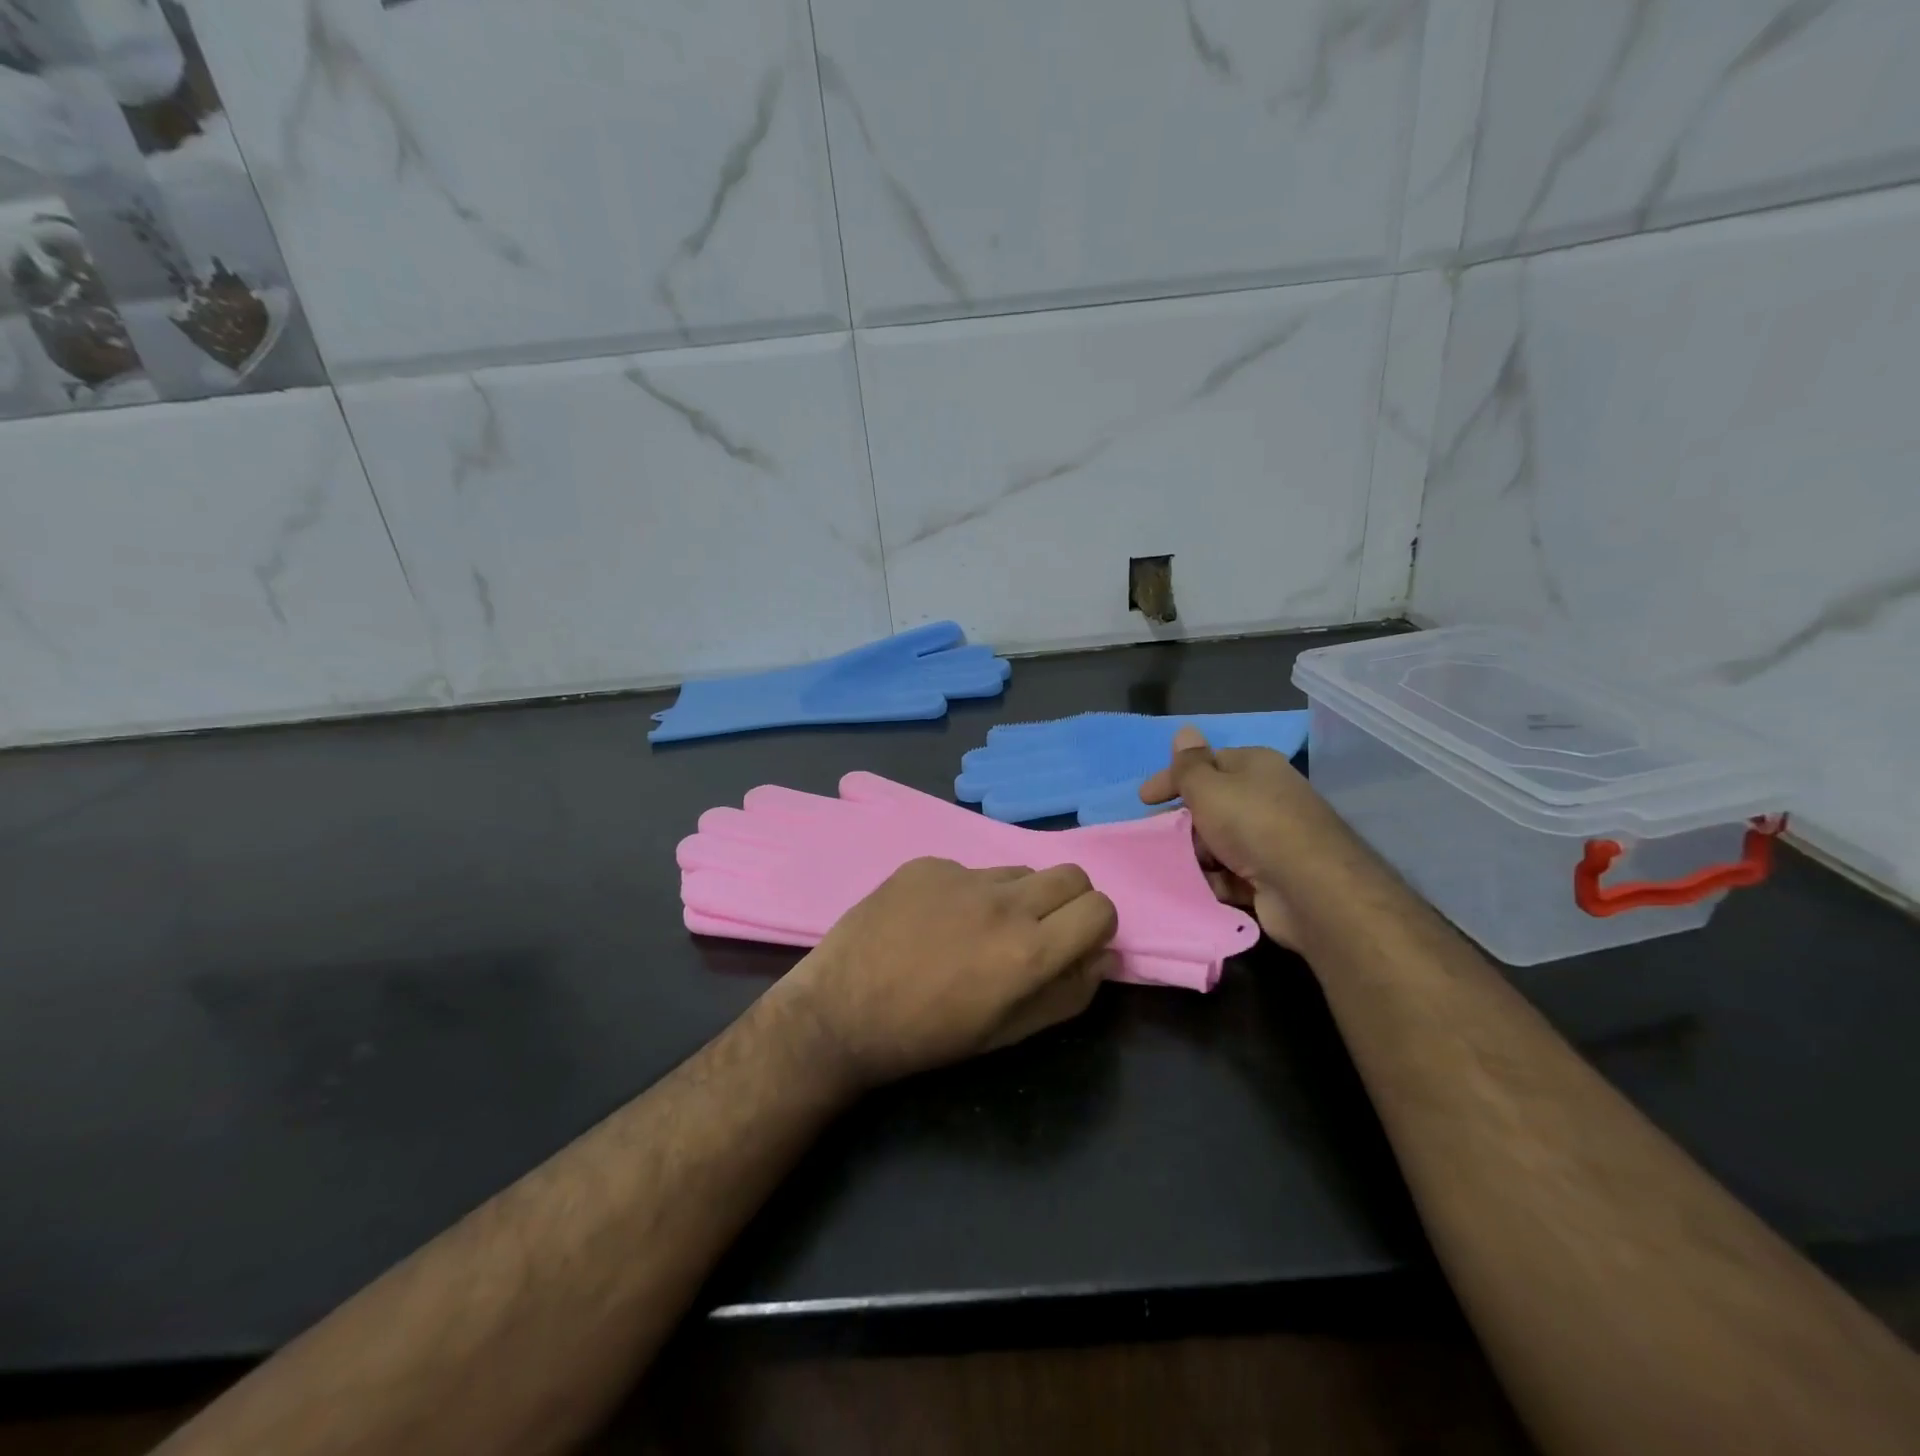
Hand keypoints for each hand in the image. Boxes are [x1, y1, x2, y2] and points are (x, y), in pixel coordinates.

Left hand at [774, 858, 1118, 1090]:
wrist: (841, 1012)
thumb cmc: (929, 1036)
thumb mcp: (1008, 1033)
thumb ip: (1067, 994)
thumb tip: (1103, 956)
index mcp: (1029, 952)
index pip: (1100, 909)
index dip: (1095, 927)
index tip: (1074, 943)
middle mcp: (1003, 902)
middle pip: (1071, 874)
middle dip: (1069, 901)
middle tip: (1037, 931)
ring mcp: (961, 875)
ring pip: (1019, 870)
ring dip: (1017, 896)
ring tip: (976, 930)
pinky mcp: (927, 863)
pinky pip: (969, 869)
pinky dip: (966, 892)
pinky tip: (932, 921)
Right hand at [1138, 725, 1331, 948]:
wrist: (1309, 889)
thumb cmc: (1252, 824)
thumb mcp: (1209, 787)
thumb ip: (1189, 765)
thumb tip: (1185, 729)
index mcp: (1255, 767)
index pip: (1206, 763)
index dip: (1173, 778)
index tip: (1143, 799)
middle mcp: (1266, 797)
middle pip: (1212, 805)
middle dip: (1182, 820)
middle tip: (1155, 835)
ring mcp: (1271, 839)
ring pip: (1219, 842)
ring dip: (1196, 854)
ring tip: (1175, 865)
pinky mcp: (1272, 876)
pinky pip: (1231, 873)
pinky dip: (1214, 879)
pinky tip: (1199, 887)